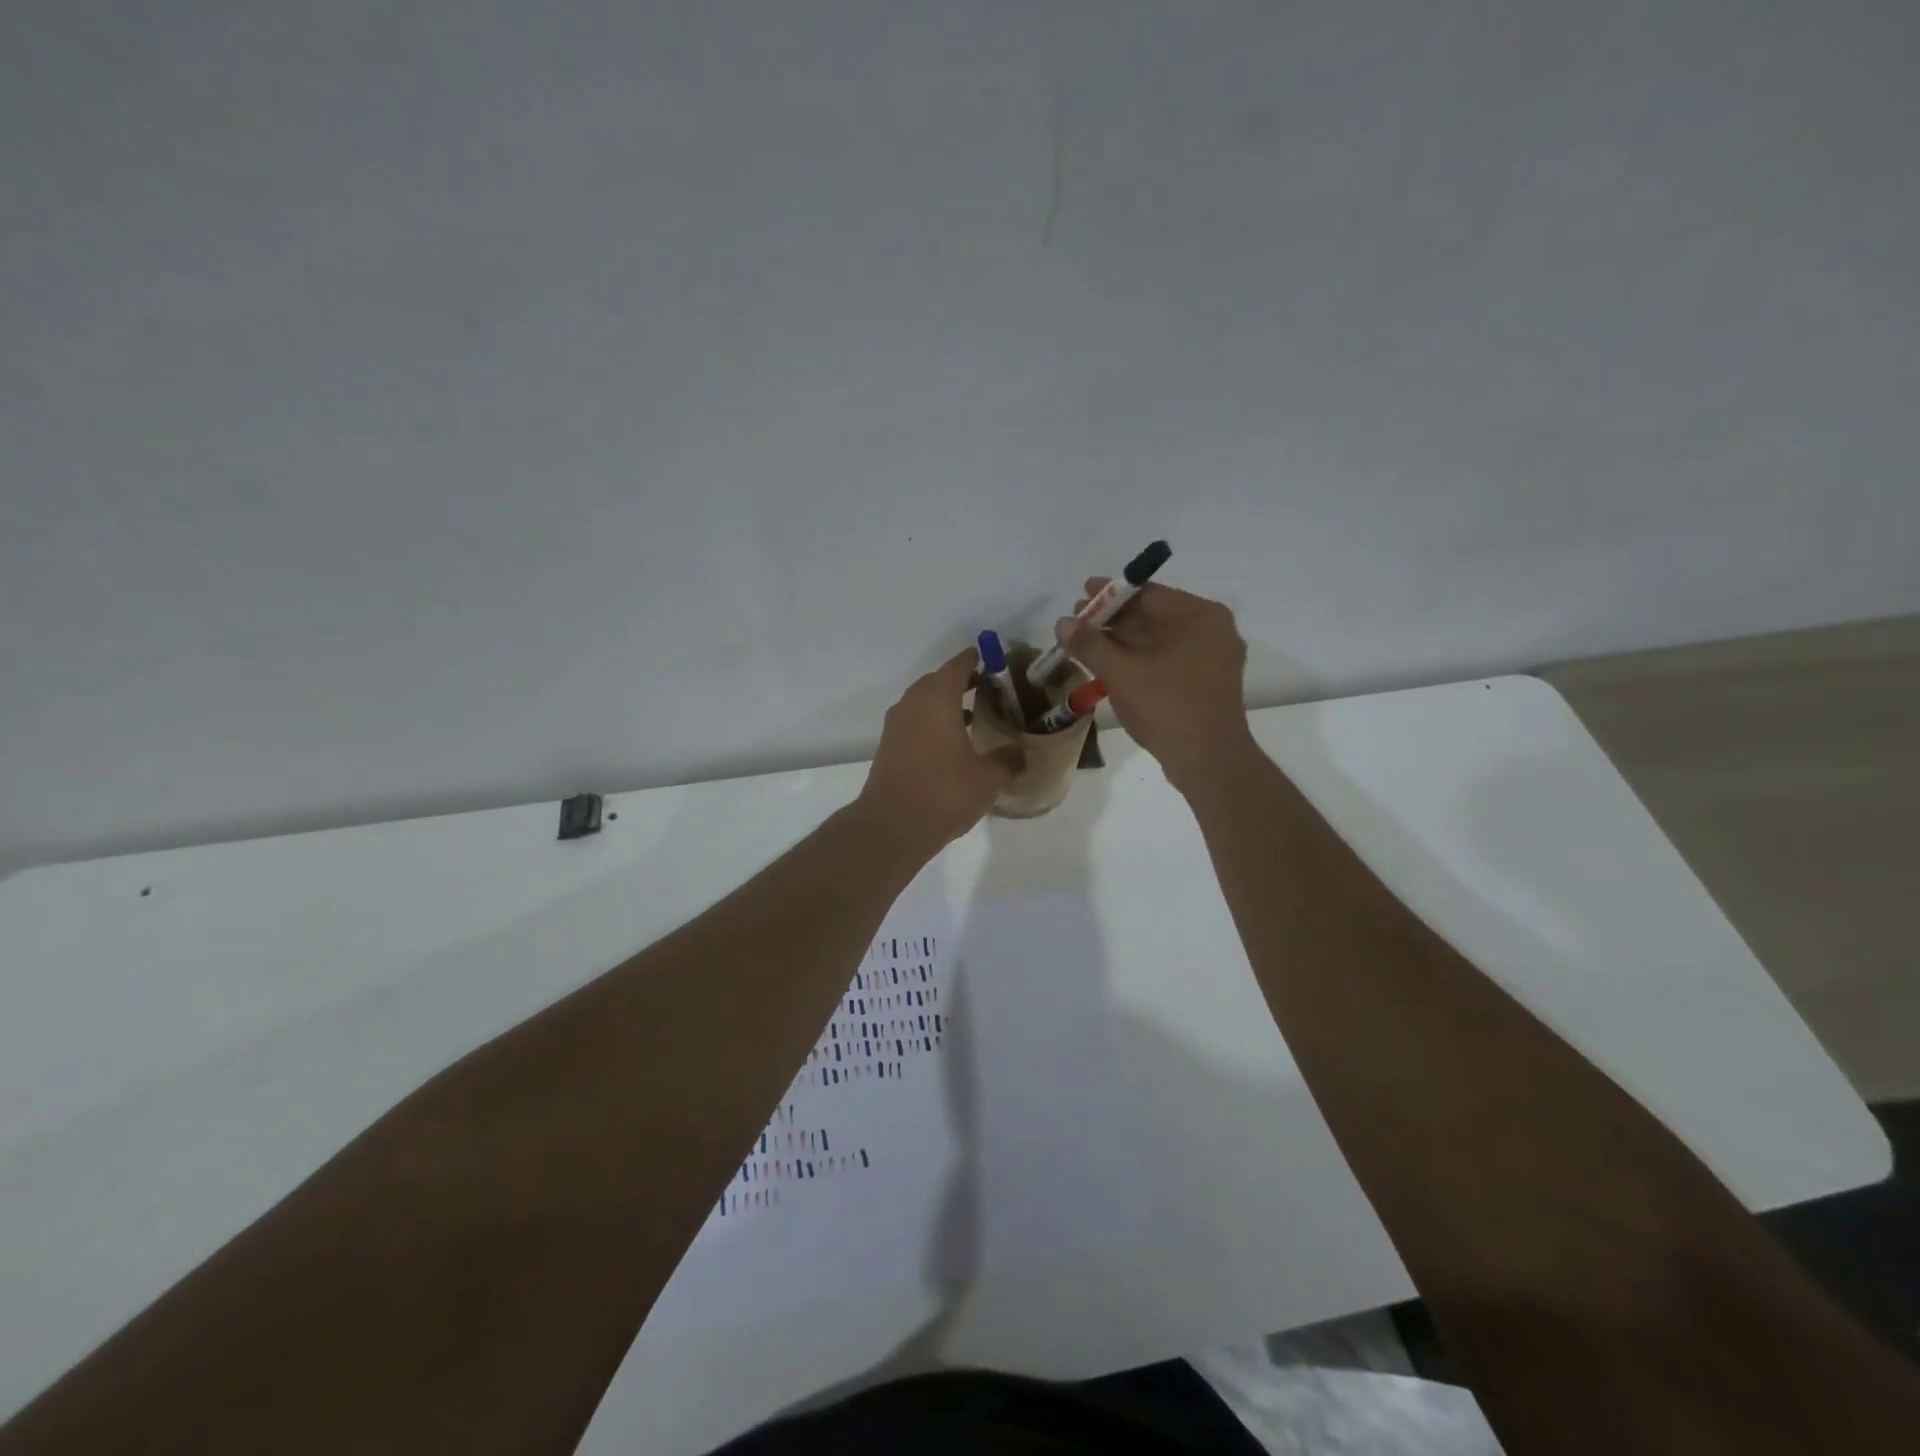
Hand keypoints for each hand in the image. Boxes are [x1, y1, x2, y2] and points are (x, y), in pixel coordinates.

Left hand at [857, 649, 1022, 853]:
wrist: (892, 826)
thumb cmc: (944, 793)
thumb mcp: (988, 778)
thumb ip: (1008, 760)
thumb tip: (1021, 753)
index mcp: (937, 699)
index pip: (958, 666)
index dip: (976, 660)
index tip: (994, 660)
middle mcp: (913, 704)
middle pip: (938, 681)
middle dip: (962, 681)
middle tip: (989, 688)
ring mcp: (896, 725)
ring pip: (923, 702)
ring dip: (946, 704)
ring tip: (974, 716)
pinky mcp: (888, 746)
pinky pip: (914, 722)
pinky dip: (933, 723)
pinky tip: (952, 743)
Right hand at [1055, 581, 1252, 792]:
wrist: (1209, 761)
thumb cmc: (1167, 707)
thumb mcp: (1121, 673)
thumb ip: (1090, 644)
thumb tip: (1062, 623)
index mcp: (1199, 616)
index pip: (1147, 594)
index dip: (1109, 594)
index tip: (1080, 595)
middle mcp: (1211, 631)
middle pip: (1153, 616)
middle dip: (1113, 620)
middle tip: (1076, 623)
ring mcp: (1212, 658)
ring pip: (1158, 640)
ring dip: (1122, 642)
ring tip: (1085, 646)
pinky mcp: (1205, 683)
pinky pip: (1167, 660)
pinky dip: (1139, 660)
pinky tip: (1109, 667)